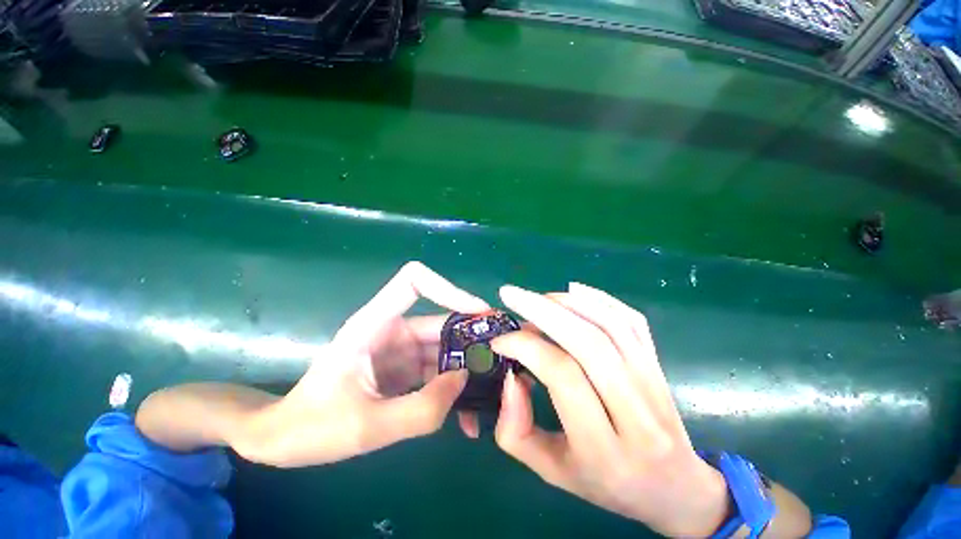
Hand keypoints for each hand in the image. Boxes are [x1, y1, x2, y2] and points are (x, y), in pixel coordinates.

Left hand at [241, 261, 488, 467]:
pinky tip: (470, 418)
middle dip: (475, 337)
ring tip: (496, 391)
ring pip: (446, 348)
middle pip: (443, 320)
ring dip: (470, 368)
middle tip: (506, 357)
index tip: (478, 313)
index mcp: (375, 323)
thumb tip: (465, 380)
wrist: (285, 440)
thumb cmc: (313, 427)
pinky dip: (456, 389)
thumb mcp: (368, 427)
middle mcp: (394, 329)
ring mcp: (402, 350)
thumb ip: (422, 409)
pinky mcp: (407, 370)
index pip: (414, 281)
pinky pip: (439, 372)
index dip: (448, 288)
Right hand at [489, 282, 729, 536]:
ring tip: (537, 298)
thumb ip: (517, 429)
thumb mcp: (551, 471)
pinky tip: (572, 290)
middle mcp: (637, 413)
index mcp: (606, 451)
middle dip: (542, 310)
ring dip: (567, 303)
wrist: (674, 487)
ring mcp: (654, 383)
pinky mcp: (659, 364)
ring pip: (609, 326)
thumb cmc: (606, 484)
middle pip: (588, 343)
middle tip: (511, 295)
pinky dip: (599, 299)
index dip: (526, 348)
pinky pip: (631, 320)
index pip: (563, 376)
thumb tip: (510, 375)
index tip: (500, 341)